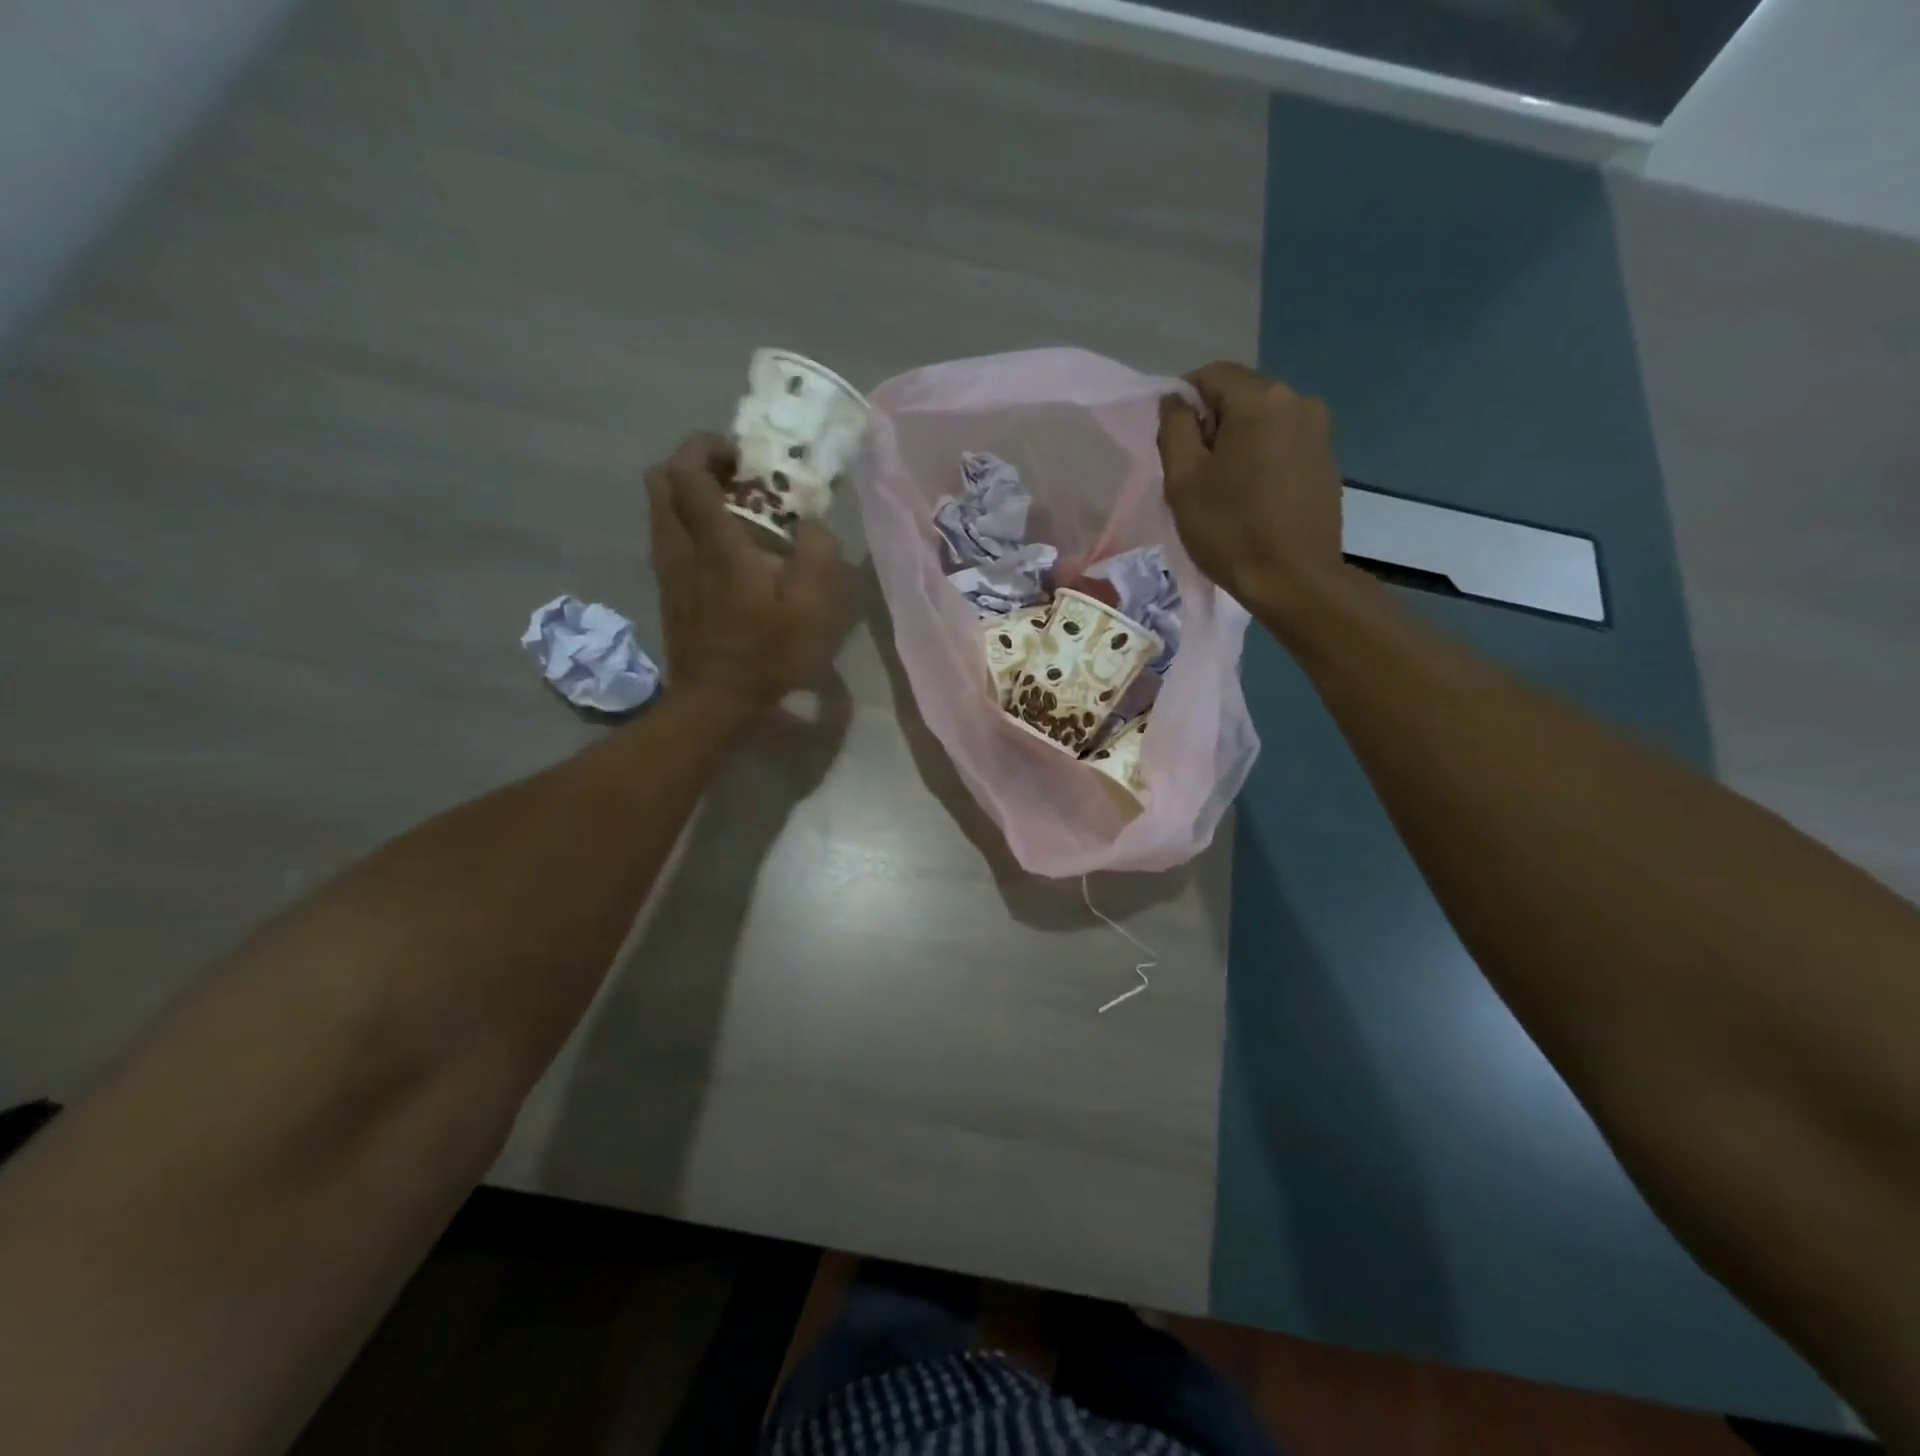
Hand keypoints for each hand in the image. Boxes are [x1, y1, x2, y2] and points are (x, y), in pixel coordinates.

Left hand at [645, 433, 843, 715]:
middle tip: (732, 479)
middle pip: (659, 480)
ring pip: (659, 509)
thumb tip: (812, 524)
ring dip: (688, 496)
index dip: (707, 447)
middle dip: (691, 464)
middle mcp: (680, 547)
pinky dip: (686, 526)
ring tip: (731, 514)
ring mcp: (667, 570)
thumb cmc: (768, 653)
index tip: (741, 456)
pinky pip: (666, 537)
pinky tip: (721, 552)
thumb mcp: (813, 607)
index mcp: (715, 543)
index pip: (688, 470)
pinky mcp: (666, 591)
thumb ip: (818, 554)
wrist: (716, 701)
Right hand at [1157, 361, 1345, 617]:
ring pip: (1262, 421)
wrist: (1294, 580)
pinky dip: (1261, 458)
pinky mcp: (1327, 459)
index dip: (1183, 401)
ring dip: (1236, 442)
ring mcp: (1319, 430)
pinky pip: (1282, 443)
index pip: (1210, 375)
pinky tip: (1251, 497)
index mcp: (1260, 399)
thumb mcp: (1184, 481)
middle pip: (1239, 395)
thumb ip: (1174, 429)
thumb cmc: (1230, 530)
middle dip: (1212, 424)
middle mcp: (1297, 400)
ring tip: (1223, 489)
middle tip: (1194, 472)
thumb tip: (1176, 401)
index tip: (1172, 442)